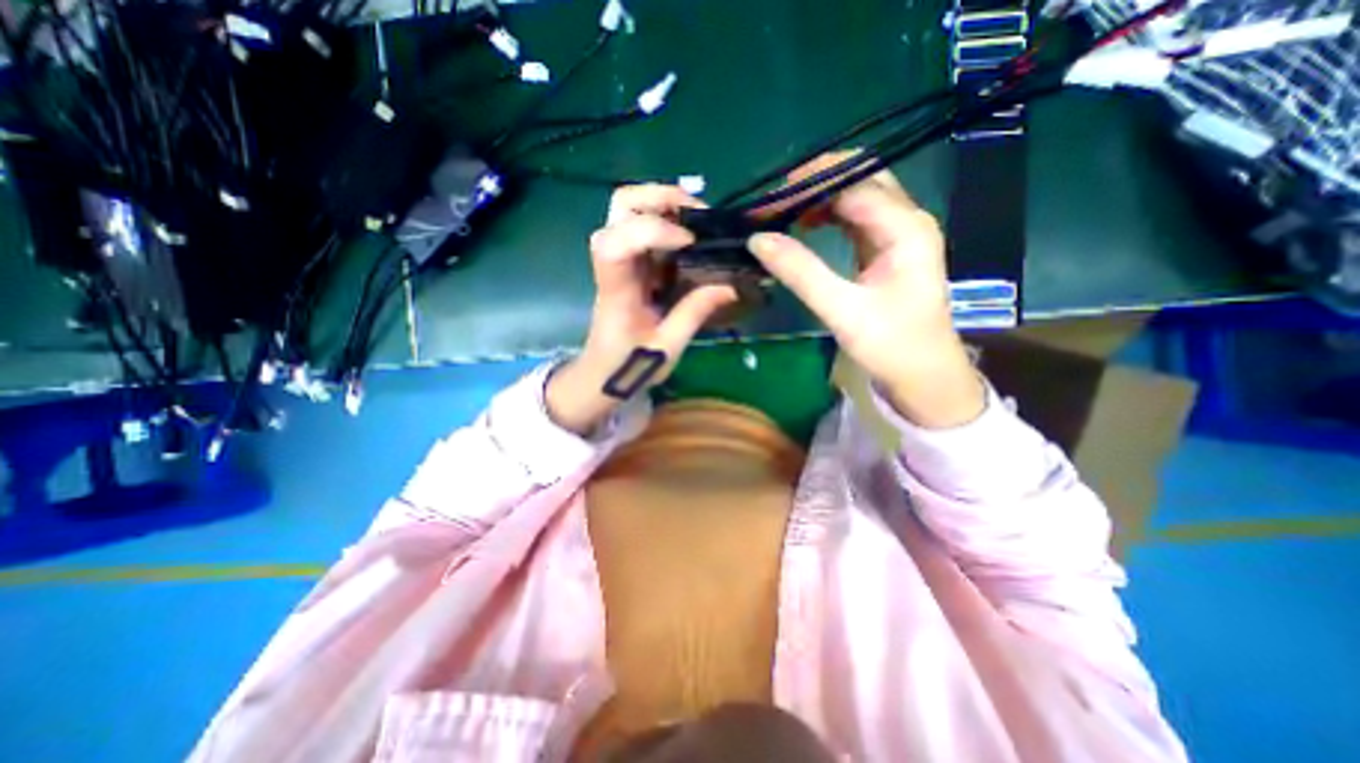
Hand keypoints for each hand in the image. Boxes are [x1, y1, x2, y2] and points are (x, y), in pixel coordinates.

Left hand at [546, 183, 738, 435]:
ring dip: (664, 202)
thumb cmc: (628, 367)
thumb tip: (730, 285)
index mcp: (616, 292)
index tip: (689, 241)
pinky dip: (668, 218)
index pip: (614, 244)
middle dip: (659, 197)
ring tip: (699, 219)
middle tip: (698, 213)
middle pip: (619, 207)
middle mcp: (613, 265)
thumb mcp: (666, 348)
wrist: (601, 373)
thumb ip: (694, 313)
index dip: (650, 230)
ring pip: (628, 208)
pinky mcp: (630, 263)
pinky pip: (643, 225)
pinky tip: (692, 234)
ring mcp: (621, 260)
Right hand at [747, 156, 984, 429]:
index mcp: (905, 228)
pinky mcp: (887, 249)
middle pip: (860, 179)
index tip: (768, 199)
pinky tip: (805, 225)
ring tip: (781, 212)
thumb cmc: (890, 345)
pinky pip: (855, 219)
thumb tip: (757, 239)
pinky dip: (827, 216)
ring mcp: (899, 234)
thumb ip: (801, 272)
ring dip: (819, 199)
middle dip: (814, 183)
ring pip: (857, 197)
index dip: (809, 184)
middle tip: (772, 202)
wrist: (924, 376)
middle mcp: (907, 220)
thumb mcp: (842, 310)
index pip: (854, 183)